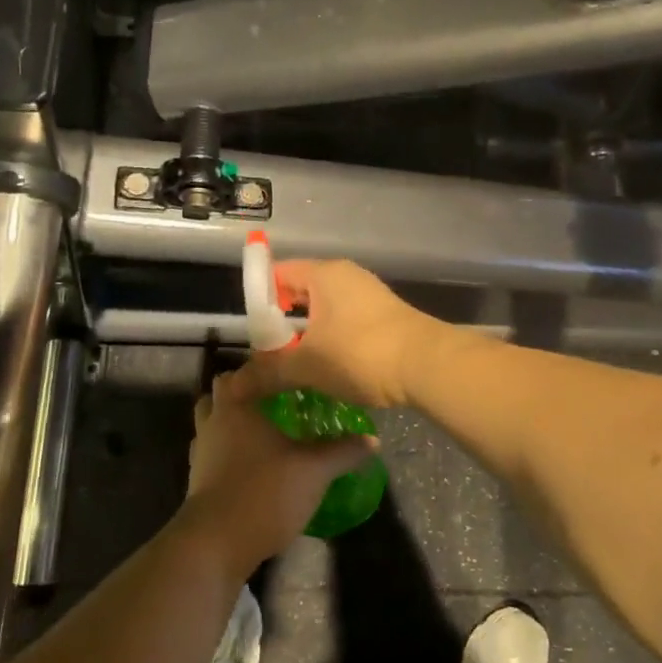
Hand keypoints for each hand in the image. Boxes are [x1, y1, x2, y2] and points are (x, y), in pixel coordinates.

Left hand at [182, 372, 373, 572]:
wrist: (216, 544)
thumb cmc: (264, 491)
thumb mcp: (314, 470)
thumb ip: (343, 451)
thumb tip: (373, 439)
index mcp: (236, 407)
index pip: (241, 372)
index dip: (261, 370)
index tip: (287, 374)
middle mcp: (212, 423)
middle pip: (220, 395)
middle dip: (243, 394)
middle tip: (275, 401)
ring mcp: (201, 453)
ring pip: (213, 425)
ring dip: (232, 425)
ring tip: (265, 433)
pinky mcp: (197, 482)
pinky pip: (213, 454)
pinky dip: (228, 453)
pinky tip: (254, 466)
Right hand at [223, 260, 445, 409]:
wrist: (428, 365)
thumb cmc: (360, 354)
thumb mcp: (308, 366)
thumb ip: (268, 373)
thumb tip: (233, 389)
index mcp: (323, 274)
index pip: (277, 273)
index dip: (259, 300)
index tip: (252, 333)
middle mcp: (346, 276)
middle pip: (301, 291)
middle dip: (282, 322)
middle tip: (268, 354)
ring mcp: (369, 294)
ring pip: (324, 310)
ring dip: (308, 335)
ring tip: (294, 366)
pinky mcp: (385, 315)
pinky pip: (345, 321)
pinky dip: (331, 340)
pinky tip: (328, 368)